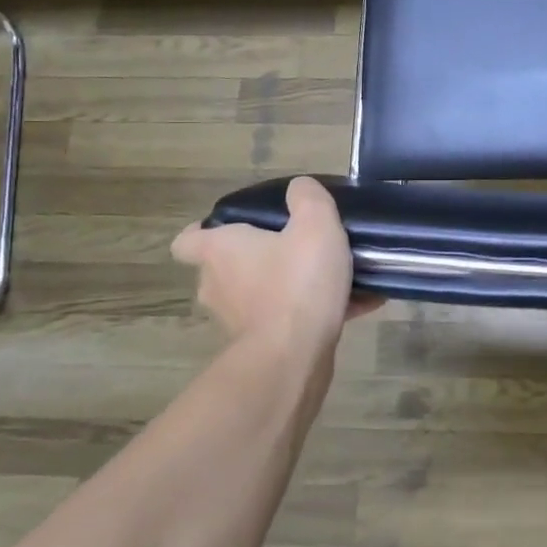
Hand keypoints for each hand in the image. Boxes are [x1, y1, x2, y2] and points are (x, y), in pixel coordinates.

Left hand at [171, 177, 381, 352]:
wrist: (295, 357)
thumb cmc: (296, 282)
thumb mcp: (314, 224)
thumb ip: (308, 198)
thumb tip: (300, 188)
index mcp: (220, 251)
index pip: (187, 240)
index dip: (205, 231)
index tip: (238, 228)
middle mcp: (218, 286)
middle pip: (229, 268)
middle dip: (261, 259)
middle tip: (299, 248)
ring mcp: (237, 321)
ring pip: (262, 295)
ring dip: (292, 287)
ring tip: (335, 277)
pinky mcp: (262, 347)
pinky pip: (289, 320)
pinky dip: (314, 313)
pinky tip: (358, 303)